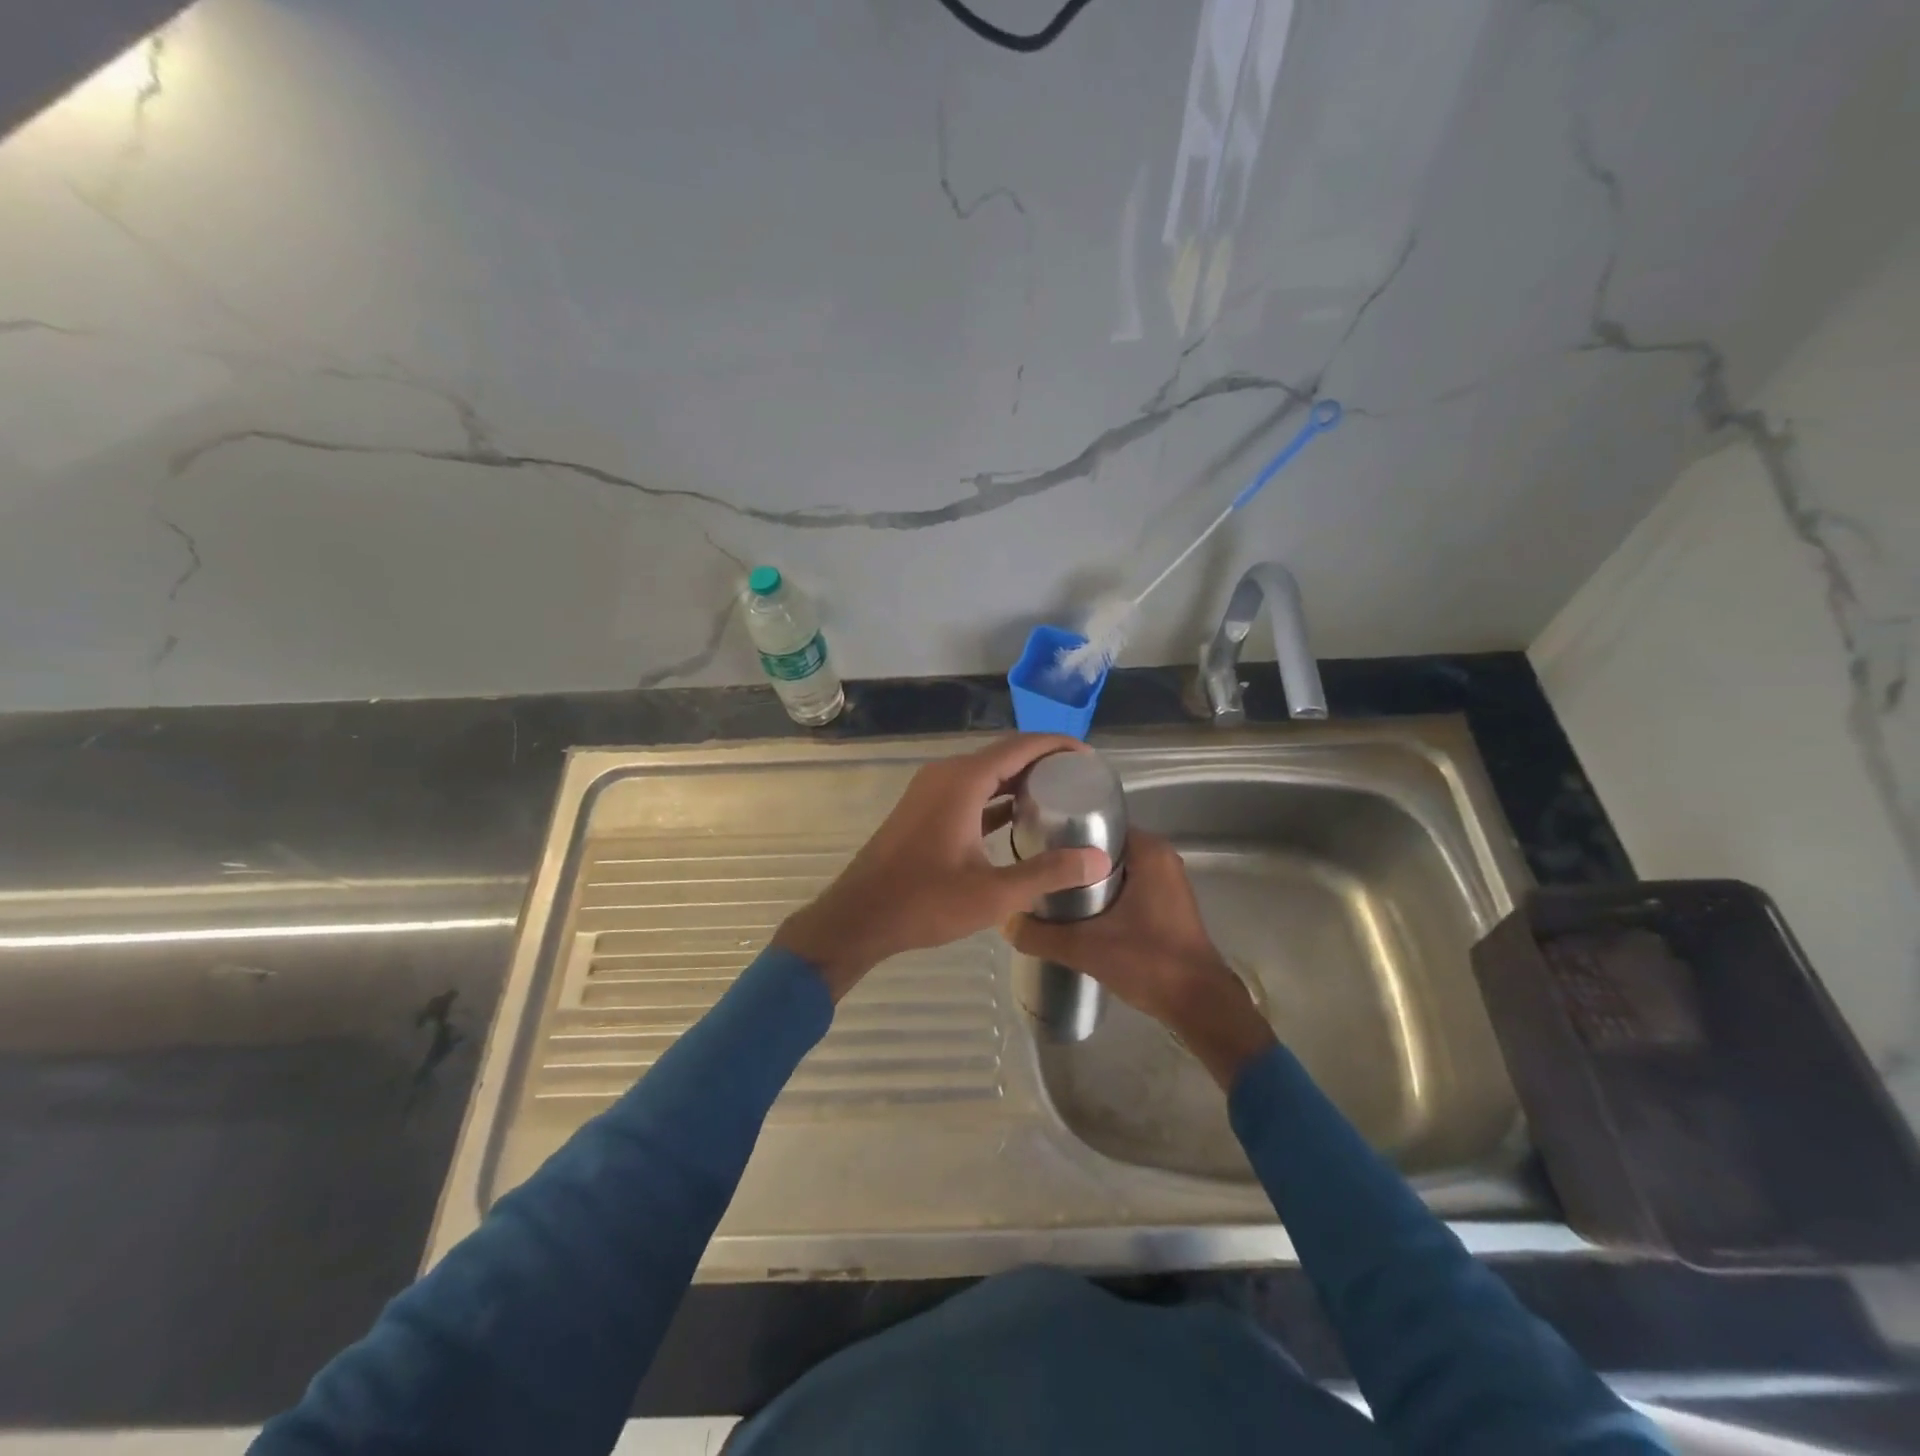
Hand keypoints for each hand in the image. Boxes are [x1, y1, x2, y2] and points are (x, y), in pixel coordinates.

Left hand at [774, 734, 1111, 998]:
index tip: (1090, 757)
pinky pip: (969, 791)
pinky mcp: (923, 809)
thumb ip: (1048, 873)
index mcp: (963, 781)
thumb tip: (1099, 860)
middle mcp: (945, 775)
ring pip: (984, 773)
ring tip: (1059, 795)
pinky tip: (1019, 818)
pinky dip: (996, 797)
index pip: (1020, 746)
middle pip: (1003, 754)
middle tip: (1082, 779)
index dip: (1057, 745)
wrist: (859, 917)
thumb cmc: (924, 902)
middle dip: (1042, 761)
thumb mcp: (993, 893)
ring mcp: (930, 791)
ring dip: (1018, 780)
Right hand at [1003, 830, 1275, 1088]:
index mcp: (1149, 852)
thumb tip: (1004, 922)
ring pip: (1114, 869)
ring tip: (1047, 888)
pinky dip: (1102, 894)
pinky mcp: (1165, 905)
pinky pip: (1126, 886)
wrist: (1199, 1005)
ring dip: (1085, 878)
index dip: (1065, 833)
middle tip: (1034, 868)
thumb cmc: (1149, 962)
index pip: (1098, 824)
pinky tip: (1075, 910)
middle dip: (1071, 858)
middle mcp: (1161, 858)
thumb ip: (1041, 934)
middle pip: (1103, 847)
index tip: (1034, 844)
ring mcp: (1166, 882)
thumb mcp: (1086, 947)